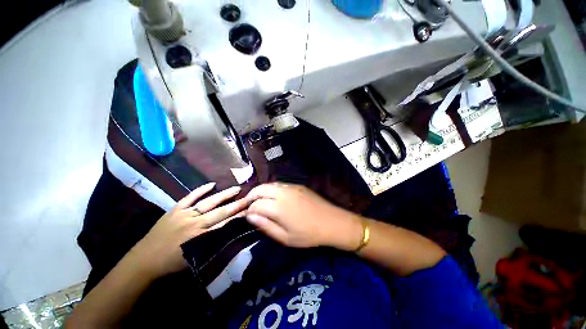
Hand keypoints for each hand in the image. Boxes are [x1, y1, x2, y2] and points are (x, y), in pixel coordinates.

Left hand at [130, 183, 247, 279]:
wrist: (143, 262)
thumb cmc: (171, 264)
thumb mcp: (196, 258)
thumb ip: (213, 243)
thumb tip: (229, 231)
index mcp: (201, 237)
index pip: (226, 224)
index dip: (239, 217)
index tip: (251, 210)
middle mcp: (195, 223)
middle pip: (221, 212)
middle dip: (237, 204)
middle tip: (249, 197)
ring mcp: (184, 214)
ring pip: (209, 202)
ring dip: (224, 195)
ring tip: (236, 188)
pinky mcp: (175, 210)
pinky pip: (190, 197)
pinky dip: (201, 190)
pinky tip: (212, 184)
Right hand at [245, 183, 361, 249]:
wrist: (332, 222)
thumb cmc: (308, 235)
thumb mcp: (285, 237)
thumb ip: (266, 226)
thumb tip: (250, 216)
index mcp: (279, 207)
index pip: (256, 204)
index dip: (249, 210)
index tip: (246, 215)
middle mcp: (283, 193)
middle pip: (260, 189)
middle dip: (251, 196)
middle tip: (248, 205)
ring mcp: (291, 187)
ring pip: (269, 184)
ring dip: (261, 191)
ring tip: (258, 200)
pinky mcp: (298, 185)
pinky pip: (280, 185)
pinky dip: (271, 189)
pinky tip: (273, 197)